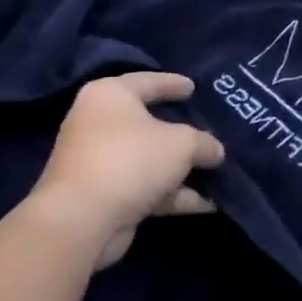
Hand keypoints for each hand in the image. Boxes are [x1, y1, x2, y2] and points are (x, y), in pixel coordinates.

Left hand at [30, 72, 224, 270]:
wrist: (82, 219)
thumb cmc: (131, 160)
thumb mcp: (182, 143)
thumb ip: (204, 143)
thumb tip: (214, 151)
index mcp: (110, 97)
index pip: (147, 81)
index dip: (173, 83)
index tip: (195, 87)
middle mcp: (100, 124)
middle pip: (149, 123)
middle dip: (183, 132)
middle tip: (211, 129)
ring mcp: (100, 162)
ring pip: (150, 159)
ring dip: (183, 169)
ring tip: (219, 171)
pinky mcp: (105, 195)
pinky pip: (147, 187)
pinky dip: (174, 194)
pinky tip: (207, 203)